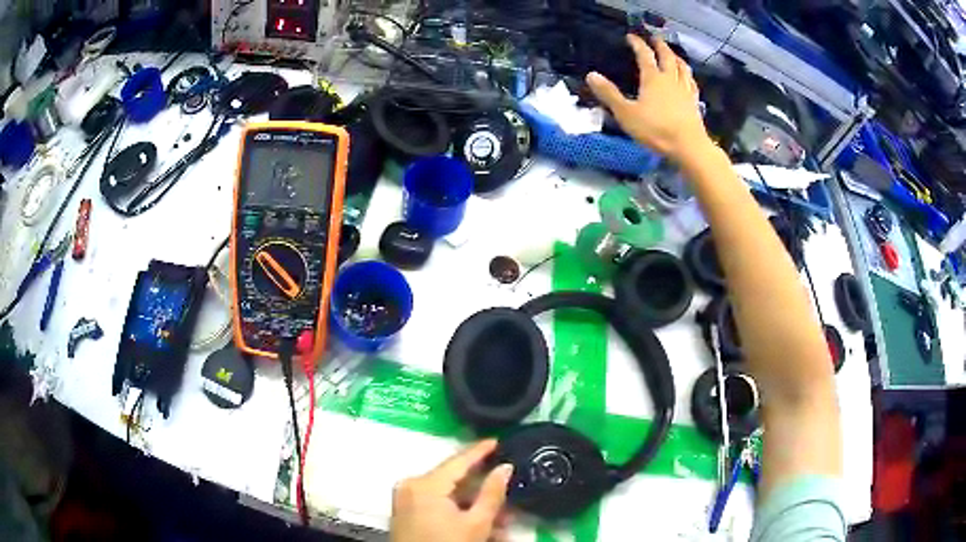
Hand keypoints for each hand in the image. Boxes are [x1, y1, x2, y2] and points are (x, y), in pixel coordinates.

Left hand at [391, 440, 514, 541]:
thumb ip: (492, 493)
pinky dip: (459, 513)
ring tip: (501, 524)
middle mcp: (412, 486)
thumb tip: (505, 467)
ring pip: (449, 496)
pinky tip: (480, 527)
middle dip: (484, 492)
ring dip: (475, 507)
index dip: (480, 450)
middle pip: (455, 481)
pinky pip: (437, 505)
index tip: (498, 439)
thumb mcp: (475, 524)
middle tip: (509, 497)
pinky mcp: (406, 512)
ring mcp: (406, 499)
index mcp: (425, 484)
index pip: (458, 461)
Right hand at [587, 35, 711, 163]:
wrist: (688, 146)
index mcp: (653, 78)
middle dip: (660, 45)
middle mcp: (670, 79)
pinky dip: (688, 75)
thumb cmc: (656, 130)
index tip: (631, 36)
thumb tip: (591, 75)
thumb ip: (609, 94)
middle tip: (654, 38)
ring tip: (673, 54)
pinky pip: (692, 83)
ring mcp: (685, 90)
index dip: (637, 44)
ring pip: (682, 67)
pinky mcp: (694, 103)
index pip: (644, 55)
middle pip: (667, 56)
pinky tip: (687, 78)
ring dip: (676, 57)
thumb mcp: (626, 113)